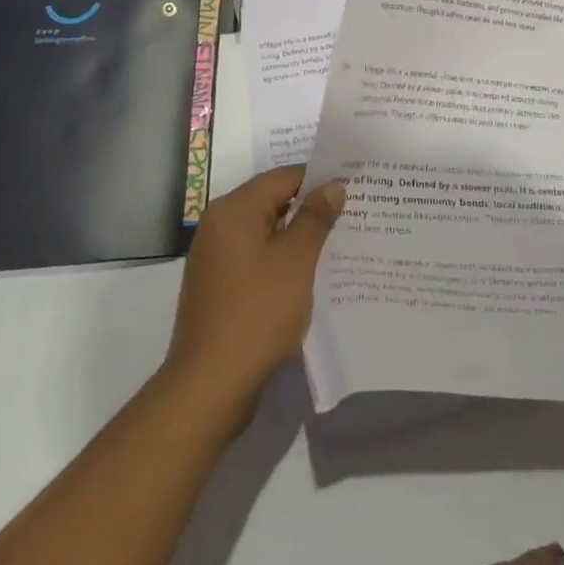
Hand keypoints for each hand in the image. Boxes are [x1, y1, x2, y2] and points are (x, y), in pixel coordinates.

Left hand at [163, 166, 346, 435]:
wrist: (210, 387)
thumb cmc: (257, 313)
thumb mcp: (296, 260)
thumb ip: (316, 217)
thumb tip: (333, 186)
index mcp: (234, 210)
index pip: (284, 177)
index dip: (320, 179)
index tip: (353, 187)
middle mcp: (219, 225)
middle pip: (273, 201)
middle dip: (310, 207)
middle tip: (352, 212)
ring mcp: (215, 258)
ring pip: (266, 232)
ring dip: (297, 236)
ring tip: (337, 242)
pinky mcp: (218, 287)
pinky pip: (256, 258)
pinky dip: (281, 260)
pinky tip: (308, 275)